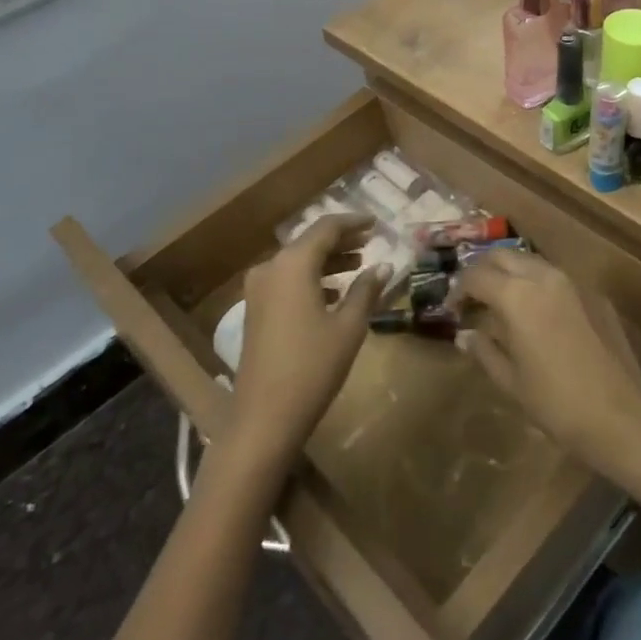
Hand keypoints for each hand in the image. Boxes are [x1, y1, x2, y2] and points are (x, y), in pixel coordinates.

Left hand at [229, 215, 388, 471]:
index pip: (326, 228)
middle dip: (341, 241)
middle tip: (370, 241)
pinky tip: (334, 293)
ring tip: (358, 265)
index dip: (353, 223)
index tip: (376, 223)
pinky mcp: (255, 310)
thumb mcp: (348, 327)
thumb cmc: (312, 367)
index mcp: (293, 264)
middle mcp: (271, 268)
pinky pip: (287, 280)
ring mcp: (258, 289)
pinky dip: (311, 279)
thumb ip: (367, 291)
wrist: (264, 416)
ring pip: (298, 262)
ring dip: (327, 261)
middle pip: (310, 242)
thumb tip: (384, 266)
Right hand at [454, 250, 640, 469]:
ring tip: (501, 302)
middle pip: (501, 256)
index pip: (475, 276)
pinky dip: (537, 284)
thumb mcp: (510, 381)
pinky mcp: (593, 294)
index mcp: (516, 296)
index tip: (451, 309)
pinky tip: (537, 314)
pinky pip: (555, 278)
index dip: (458, 290)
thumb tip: (464, 335)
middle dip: (482, 271)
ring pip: (530, 261)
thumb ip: (484, 350)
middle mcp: (543, 276)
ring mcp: (572, 282)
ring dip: (510, 273)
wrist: (622, 417)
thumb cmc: (556, 403)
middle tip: (473, 298)